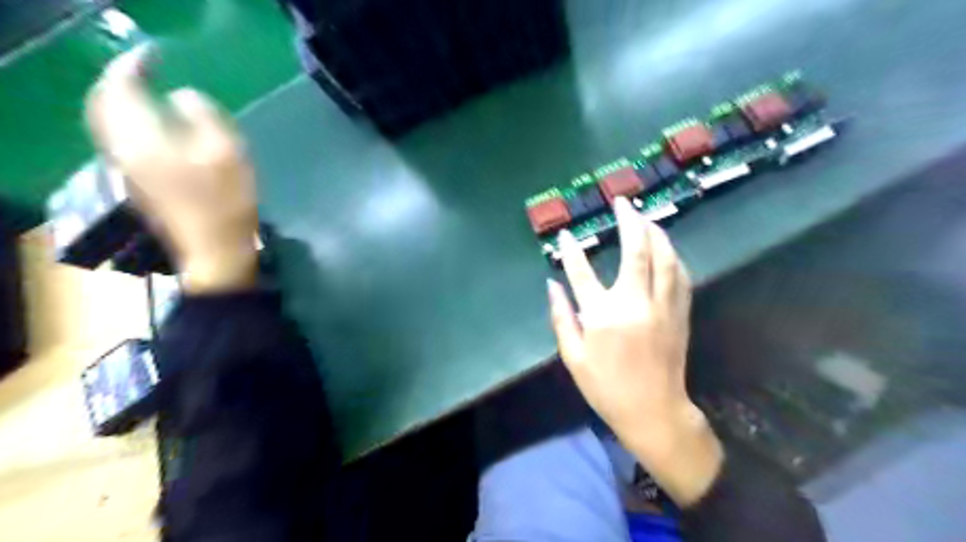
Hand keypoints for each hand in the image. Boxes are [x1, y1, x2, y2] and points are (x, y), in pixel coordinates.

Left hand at [84, 44, 257, 291]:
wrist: (214, 250)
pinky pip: (120, 139)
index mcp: (143, 138)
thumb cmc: (226, 202)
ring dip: (121, 100)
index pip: (120, 88)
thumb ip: (204, 115)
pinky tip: (148, 123)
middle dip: (121, 81)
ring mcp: (128, 167)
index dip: (134, 66)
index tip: (155, 55)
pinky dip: (128, 121)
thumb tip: (183, 97)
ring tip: (145, 91)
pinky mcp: (138, 181)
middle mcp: (124, 148)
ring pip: (109, 122)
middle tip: (146, 69)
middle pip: (104, 103)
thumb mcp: (227, 153)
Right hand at [546, 198, 719, 504]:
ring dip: (655, 231)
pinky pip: (680, 275)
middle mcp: (635, 303)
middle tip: (623, 202)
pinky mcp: (679, 313)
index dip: (571, 250)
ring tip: (646, 216)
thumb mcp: (574, 357)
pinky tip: (666, 247)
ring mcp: (662, 306)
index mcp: (603, 316)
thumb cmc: (607, 387)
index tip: (566, 233)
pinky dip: (672, 255)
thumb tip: (551, 285)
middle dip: (629, 221)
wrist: (654, 411)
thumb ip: (561, 317)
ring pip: (664, 257)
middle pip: (636, 251)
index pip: (581, 272)